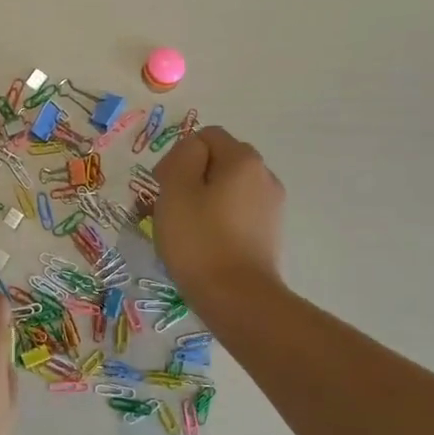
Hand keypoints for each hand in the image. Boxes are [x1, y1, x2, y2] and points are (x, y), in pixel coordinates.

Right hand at [151, 126, 286, 314]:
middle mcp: (264, 175)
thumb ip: (183, 157)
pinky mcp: (269, 233)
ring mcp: (271, 206)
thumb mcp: (176, 190)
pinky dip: (219, 219)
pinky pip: (238, 212)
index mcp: (243, 159)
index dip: (178, 156)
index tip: (162, 187)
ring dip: (204, 199)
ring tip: (185, 229)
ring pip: (228, 188)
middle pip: (220, 160)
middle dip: (192, 176)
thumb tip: (193, 150)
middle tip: (169, 207)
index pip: (205, 137)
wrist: (237, 297)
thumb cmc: (199, 240)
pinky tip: (205, 243)